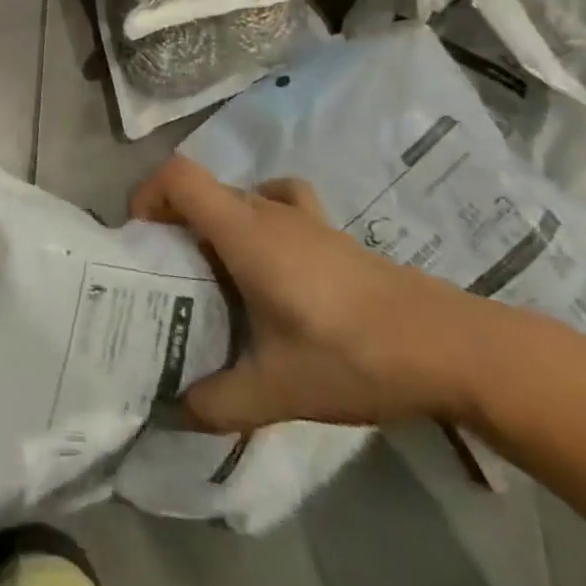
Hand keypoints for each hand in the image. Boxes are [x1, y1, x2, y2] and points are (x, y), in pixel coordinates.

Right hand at [131, 155, 501, 432]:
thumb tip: (176, 409)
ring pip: (239, 199)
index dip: (149, 192)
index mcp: (244, 231)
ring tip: (215, 274)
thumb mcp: (277, 390)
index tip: (139, 235)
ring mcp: (303, 218)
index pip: (180, 176)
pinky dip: (258, 218)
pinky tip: (270, 261)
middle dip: (175, 221)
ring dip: (215, 223)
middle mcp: (266, 211)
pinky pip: (277, 203)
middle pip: (205, 190)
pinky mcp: (331, 233)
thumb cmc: (351, 354)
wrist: (447, 346)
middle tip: (169, 275)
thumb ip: (218, 402)